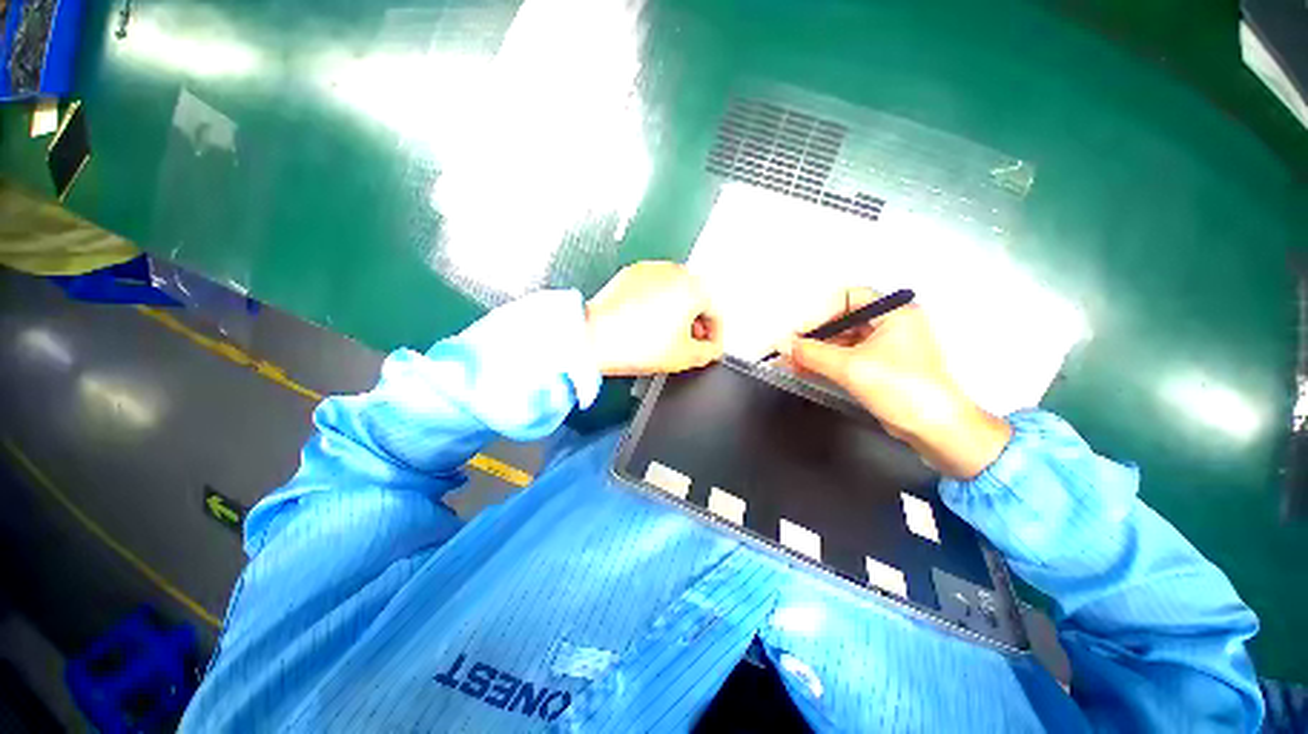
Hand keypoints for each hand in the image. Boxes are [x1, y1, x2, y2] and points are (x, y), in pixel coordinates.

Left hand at [585, 262, 723, 376]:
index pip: (716, 312)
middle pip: (696, 299)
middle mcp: (674, 272)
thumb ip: (709, 352)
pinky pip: (654, 288)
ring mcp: (651, 270)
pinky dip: (657, 303)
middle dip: (696, 322)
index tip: (711, 347)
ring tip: (668, 334)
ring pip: (675, 291)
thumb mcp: (684, 356)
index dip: (716, 335)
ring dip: (678, 312)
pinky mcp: (631, 274)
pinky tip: (649, 322)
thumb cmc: (634, 344)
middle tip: (691, 342)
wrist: (594, 337)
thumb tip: (711, 348)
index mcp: (693, 288)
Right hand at [777, 288, 1011, 478]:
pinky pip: (847, 357)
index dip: (820, 313)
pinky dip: (826, 362)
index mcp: (894, 312)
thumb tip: (783, 345)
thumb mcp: (850, 367)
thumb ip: (812, 353)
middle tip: (790, 349)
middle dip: (814, 336)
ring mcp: (887, 347)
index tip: (798, 333)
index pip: (847, 298)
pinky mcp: (881, 367)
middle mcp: (891, 324)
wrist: (936, 430)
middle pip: (843, 320)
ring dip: (817, 351)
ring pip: (843, 340)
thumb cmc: (902, 389)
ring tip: (792, 362)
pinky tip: (806, 369)